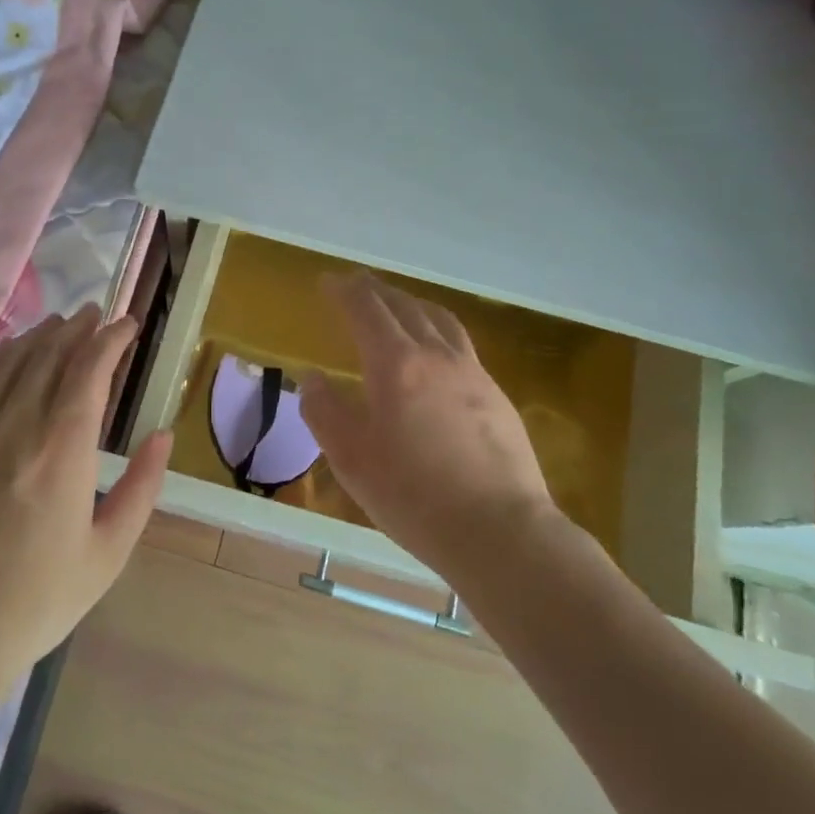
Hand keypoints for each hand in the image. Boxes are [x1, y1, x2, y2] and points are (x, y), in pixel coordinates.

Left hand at [0, 307, 169, 691]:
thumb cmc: (36, 601)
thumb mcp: (108, 553)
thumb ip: (141, 488)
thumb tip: (162, 435)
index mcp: (62, 449)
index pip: (89, 368)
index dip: (111, 338)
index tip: (127, 324)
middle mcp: (15, 426)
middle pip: (49, 355)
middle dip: (77, 327)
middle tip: (97, 314)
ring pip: (10, 363)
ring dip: (40, 336)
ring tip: (60, 324)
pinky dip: (3, 362)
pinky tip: (12, 361)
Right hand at [299, 273, 559, 588]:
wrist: (502, 532)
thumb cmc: (415, 497)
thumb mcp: (352, 460)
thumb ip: (325, 412)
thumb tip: (312, 378)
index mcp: (397, 364)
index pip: (366, 309)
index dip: (344, 290)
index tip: (328, 281)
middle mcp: (437, 355)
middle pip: (404, 306)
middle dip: (376, 290)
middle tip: (356, 285)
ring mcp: (473, 372)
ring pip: (439, 319)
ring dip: (412, 303)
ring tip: (398, 305)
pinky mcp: (497, 394)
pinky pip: (461, 344)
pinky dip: (437, 330)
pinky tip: (436, 353)